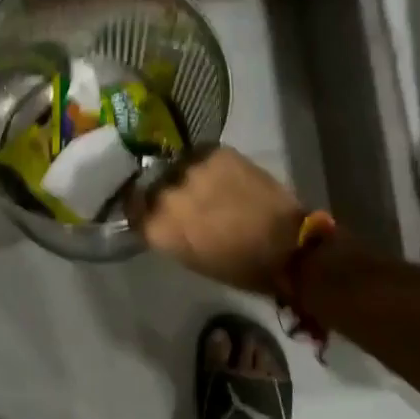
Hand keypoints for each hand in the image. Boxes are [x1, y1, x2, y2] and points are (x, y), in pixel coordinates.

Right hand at [127, 145, 304, 294]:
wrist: (287, 245)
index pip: (132, 209)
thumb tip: (158, 217)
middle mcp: (166, 194)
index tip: (150, 211)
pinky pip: (200, 154)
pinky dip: (206, 164)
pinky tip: (220, 174)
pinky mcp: (214, 152)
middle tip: (184, 201)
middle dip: (164, 192)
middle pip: (153, 186)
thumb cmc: (238, 266)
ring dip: (185, 176)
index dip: (141, 209)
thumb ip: (166, 232)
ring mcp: (190, 169)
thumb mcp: (189, 257)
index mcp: (157, 226)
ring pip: (177, 167)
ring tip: (204, 185)